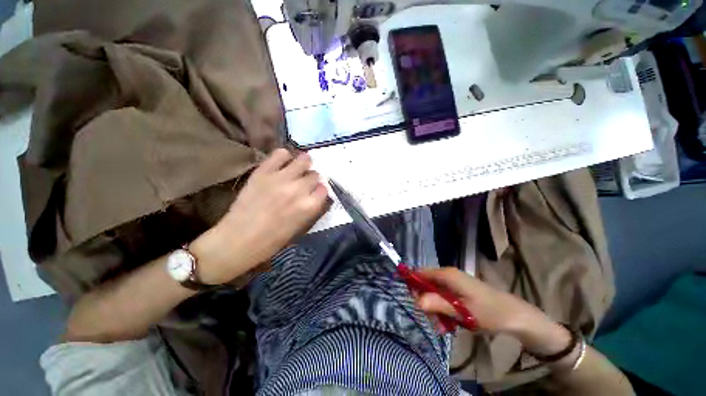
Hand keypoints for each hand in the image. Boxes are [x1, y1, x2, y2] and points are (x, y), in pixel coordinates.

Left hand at [192, 149, 329, 283]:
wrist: (237, 240)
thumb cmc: (271, 241)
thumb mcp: (299, 228)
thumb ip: (310, 209)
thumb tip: (315, 196)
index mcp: (308, 206)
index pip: (324, 189)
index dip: (319, 191)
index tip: (314, 193)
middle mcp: (298, 189)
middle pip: (315, 174)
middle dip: (311, 179)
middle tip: (303, 183)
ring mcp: (281, 178)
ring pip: (303, 159)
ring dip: (304, 164)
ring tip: (297, 169)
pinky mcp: (263, 172)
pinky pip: (280, 153)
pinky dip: (285, 156)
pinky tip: (283, 164)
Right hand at [415, 268, 571, 355]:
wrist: (515, 316)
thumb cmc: (489, 312)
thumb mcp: (462, 311)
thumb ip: (437, 304)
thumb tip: (415, 301)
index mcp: (447, 274)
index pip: (420, 272)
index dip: (413, 284)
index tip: (413, 302)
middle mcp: (448, 275)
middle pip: (426, 284)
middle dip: (426, 302)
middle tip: (432, 320)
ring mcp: (454, 283)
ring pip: (434, 293)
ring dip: (435, 310)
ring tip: (442, 328)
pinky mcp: (459, 291)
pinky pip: (443, 298)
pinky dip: (443, 311)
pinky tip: (449, 325)